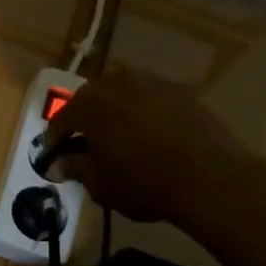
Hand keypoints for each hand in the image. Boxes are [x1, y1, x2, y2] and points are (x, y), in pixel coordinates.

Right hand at [42, 66, 265, 231]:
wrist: (210, 178)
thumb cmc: (143, 182)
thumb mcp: (99, 183)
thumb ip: (73, 168)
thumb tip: (56, 164)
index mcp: (88, 103)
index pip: (60, 120)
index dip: (54, 141)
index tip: (54, 158)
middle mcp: (115, 82)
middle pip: (90, 101)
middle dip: (84, 122)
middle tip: (86, 146)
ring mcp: (150, 81)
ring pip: (121, 96)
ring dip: (114, 114)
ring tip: (120, 139)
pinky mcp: (179, 90)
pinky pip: (149, 99)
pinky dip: (143, 114)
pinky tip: (150, 136)